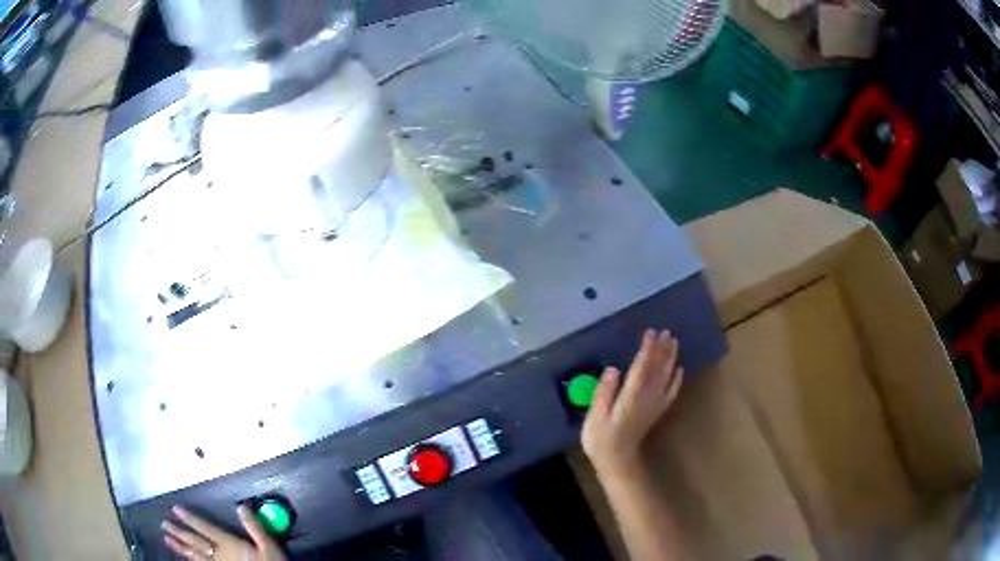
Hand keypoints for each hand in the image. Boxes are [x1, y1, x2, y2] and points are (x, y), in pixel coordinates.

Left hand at [162, 504, 285, 560]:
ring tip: (167, 539)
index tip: (175, 509)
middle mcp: (220, 554)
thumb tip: (241, 506)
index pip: (206, 528)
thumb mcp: (269, 547)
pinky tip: (185, 557)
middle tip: (164, 524)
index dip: (190, 519)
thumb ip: (254, 527)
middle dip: (179, 532)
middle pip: (196, 542)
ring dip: (181, 547)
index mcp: (229, 544)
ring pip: (196, 555)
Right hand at [581, 329, 683, 478]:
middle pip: (657, 369)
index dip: (646, 349)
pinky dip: (676, 379)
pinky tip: (679, 369)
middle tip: (666, 331)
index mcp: (631, 396)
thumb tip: (613, 369)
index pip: (641, 367)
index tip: (650, 332)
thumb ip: (604, 392)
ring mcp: (654, 404)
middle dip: (662, 349)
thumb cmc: (601, 439)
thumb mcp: (595, 417)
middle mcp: (647, 397)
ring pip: (666, 377)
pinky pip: (671, 392)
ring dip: (670, 358)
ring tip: (673, 342)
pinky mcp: (657, 411)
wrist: (617, 461)